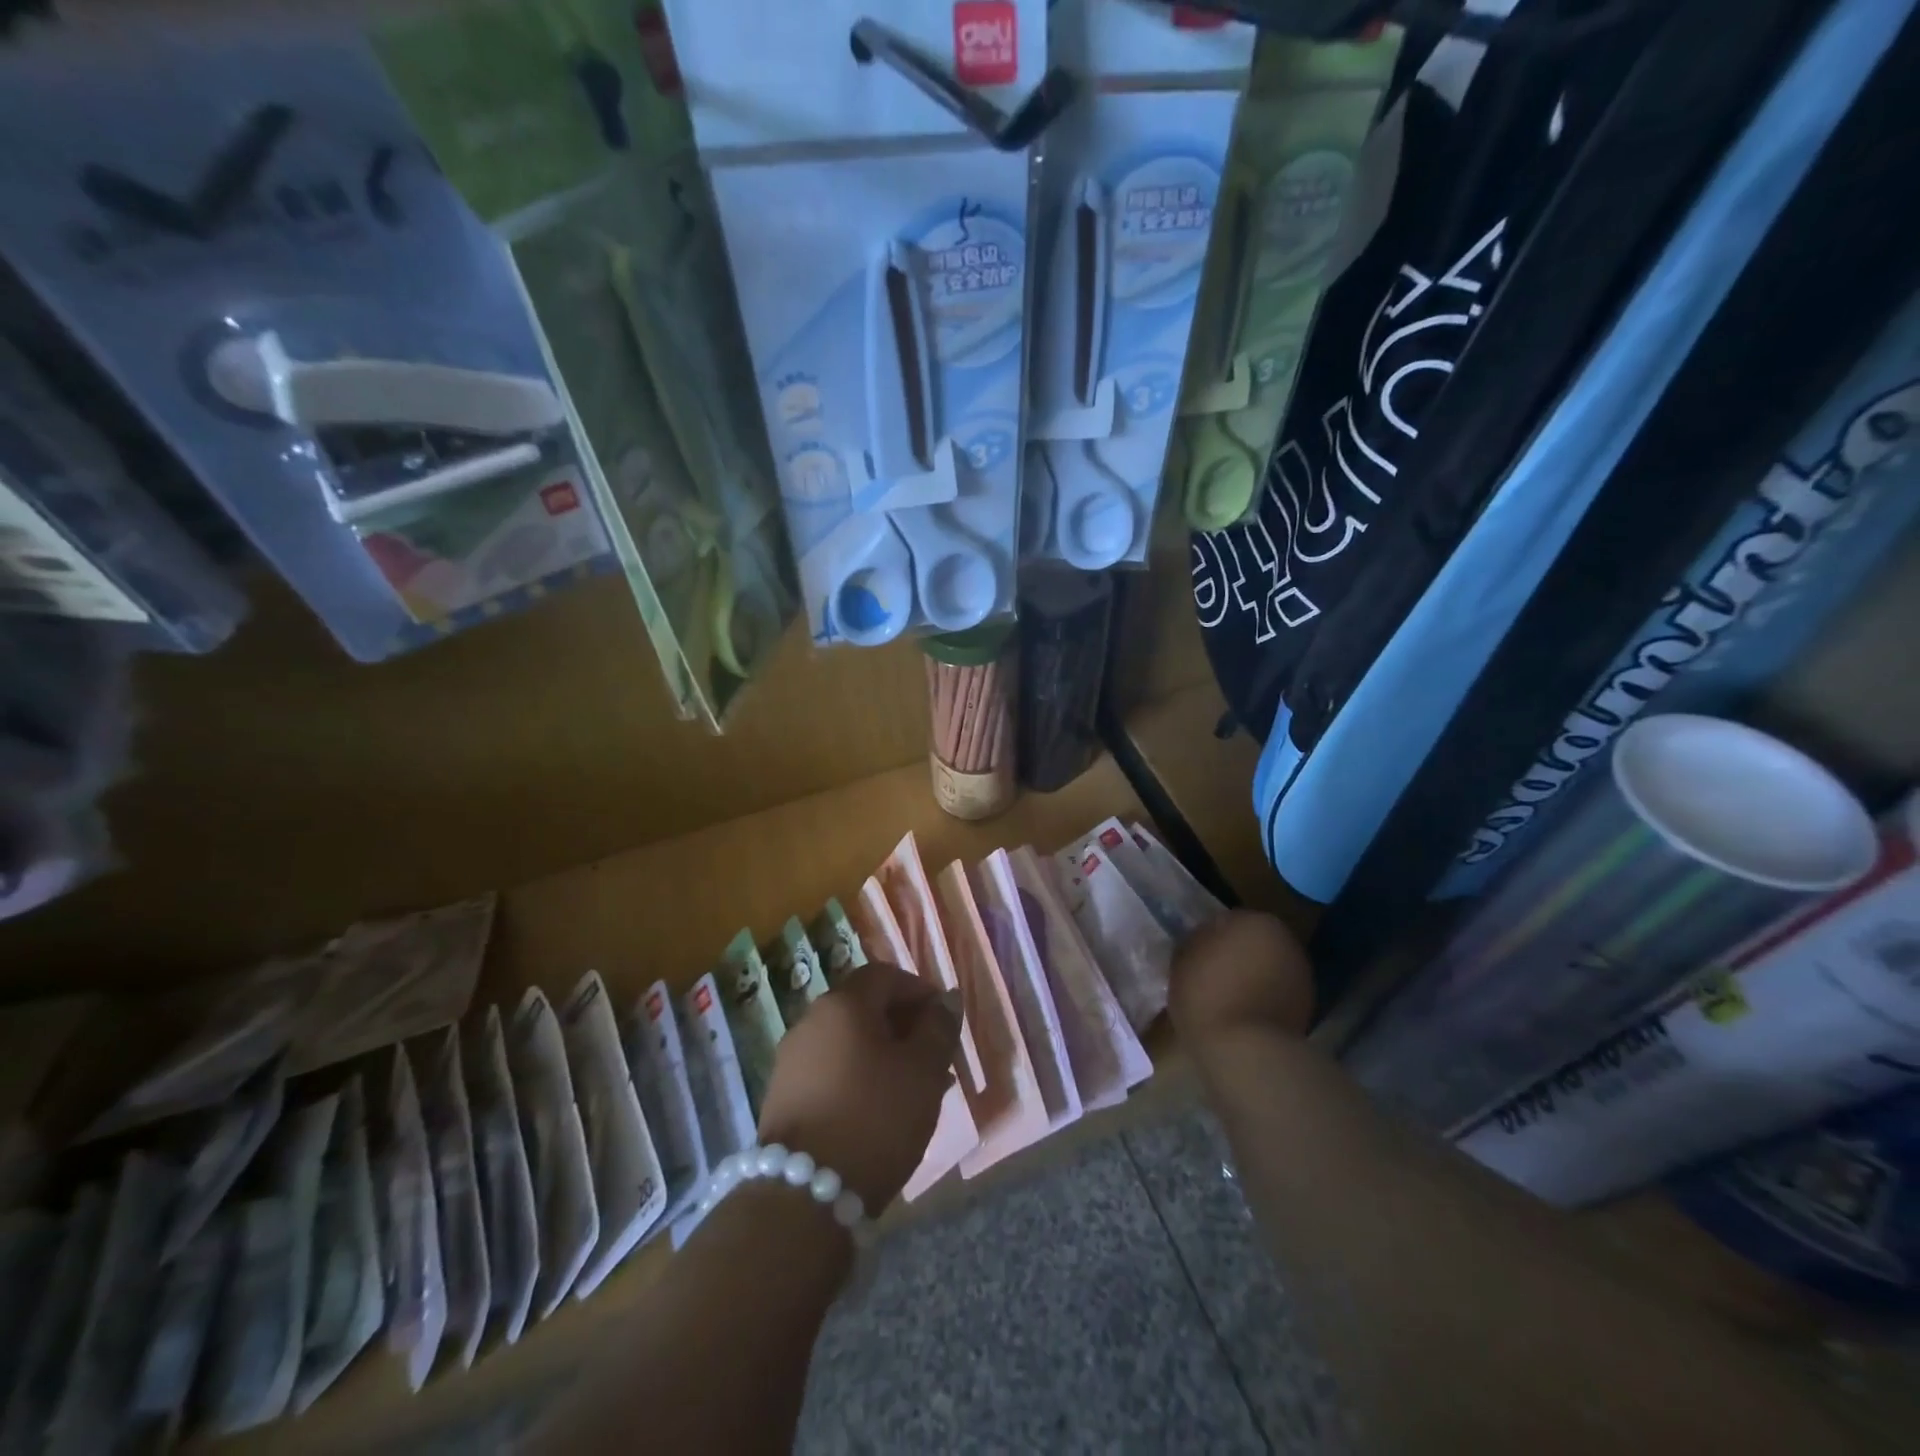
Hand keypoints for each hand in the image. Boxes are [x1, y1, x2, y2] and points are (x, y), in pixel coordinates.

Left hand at [757, 962, 961, 1212]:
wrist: (803, 1196)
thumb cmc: (875, 1118)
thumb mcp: (923, 1071)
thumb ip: (938, 1028)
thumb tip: (947, 999)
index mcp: (843, 1004)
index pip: (886, 976)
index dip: (919, 991)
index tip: (945, 1021)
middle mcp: (811, 1021)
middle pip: (865, 1007)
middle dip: (905, 1026)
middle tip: (936, 1058)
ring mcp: (792, 1059)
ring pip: (849, 1042)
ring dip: (884, 1055)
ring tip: (916, 1090)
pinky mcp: (784, 1096)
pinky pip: (831, 1070)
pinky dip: (859, 1077)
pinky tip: (881, 1111)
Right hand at [1169, 911, 1314, 1062]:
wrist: (1246, 1050)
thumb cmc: (1206, 994)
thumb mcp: (1182, 958)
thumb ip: (1196, 940)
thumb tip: (1204, 939)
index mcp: (1255, 920)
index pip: (1225, 920)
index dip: (1207, 938)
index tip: (1194, 957)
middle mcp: (1285, 940)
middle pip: (1252, 943)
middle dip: (1235, 954)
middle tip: (1209, 976)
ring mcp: (1301, 975)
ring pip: (1267, 968)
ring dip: (1251, 977)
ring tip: (1226, 999)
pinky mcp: (1307, 1007)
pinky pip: (1276, 994)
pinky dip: (1263, 999)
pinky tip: (1243, 1015)